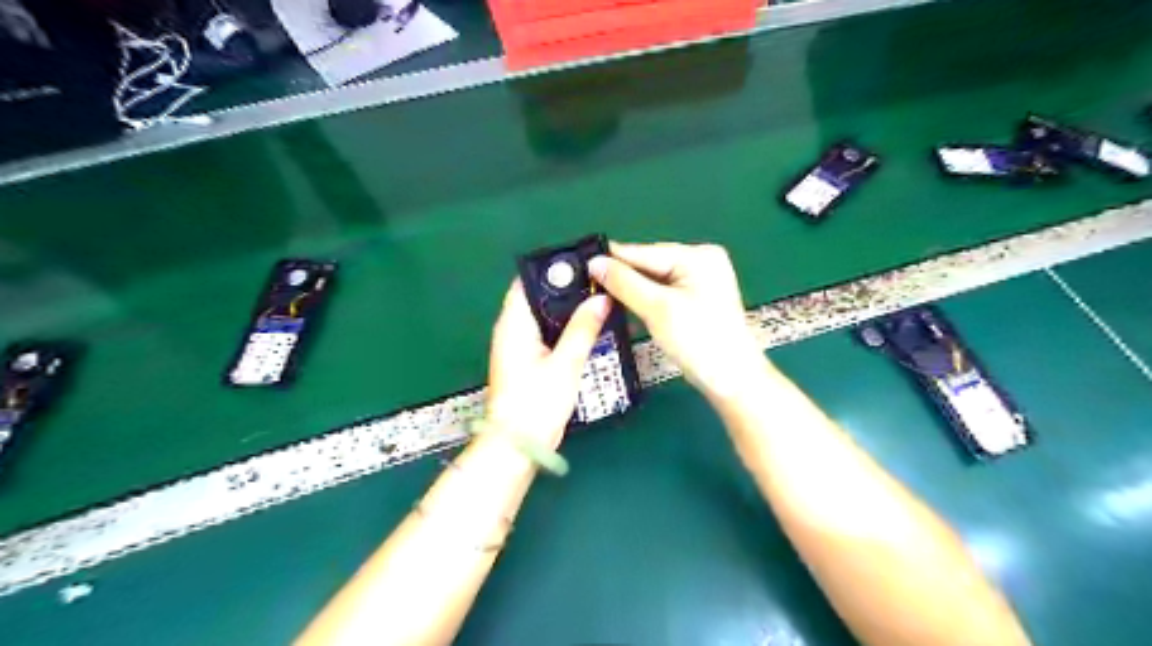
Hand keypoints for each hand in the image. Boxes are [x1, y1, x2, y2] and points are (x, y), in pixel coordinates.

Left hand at [484, 280, 611, 451]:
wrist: (518, 446)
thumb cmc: (536, 404)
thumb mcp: (565, 364)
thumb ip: (583, 329)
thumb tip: (601, 298)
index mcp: (514, 324)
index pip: (527, 282)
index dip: (553, 270)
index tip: (583, 265)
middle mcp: (511, 330)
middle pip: (538, 297)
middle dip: (567, 290)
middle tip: (599, 284)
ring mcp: (519, 347)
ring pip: (545, 317)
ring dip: (568, 310)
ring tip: (599, 301)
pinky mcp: (528, 362)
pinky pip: (547, 335)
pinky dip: (565, 329)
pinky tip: (588, 329)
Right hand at [588, 241, 766, 403]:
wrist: (732, 381)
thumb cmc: (698, 341)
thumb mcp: (658, 309)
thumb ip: (624, 283)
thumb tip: (594, 262)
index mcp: (698, 256)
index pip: (645, 252)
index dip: (612, 259)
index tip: (580, 263)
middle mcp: (701, 263)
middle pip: (649, 266)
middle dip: (622, 278)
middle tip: (586, 285)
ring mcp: (700, 283)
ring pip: (654, 282)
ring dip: (631, 292)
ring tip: (599, 298)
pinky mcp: (696, 302)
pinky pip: (663, 295)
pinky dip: (645, 303)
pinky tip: (624, 309)